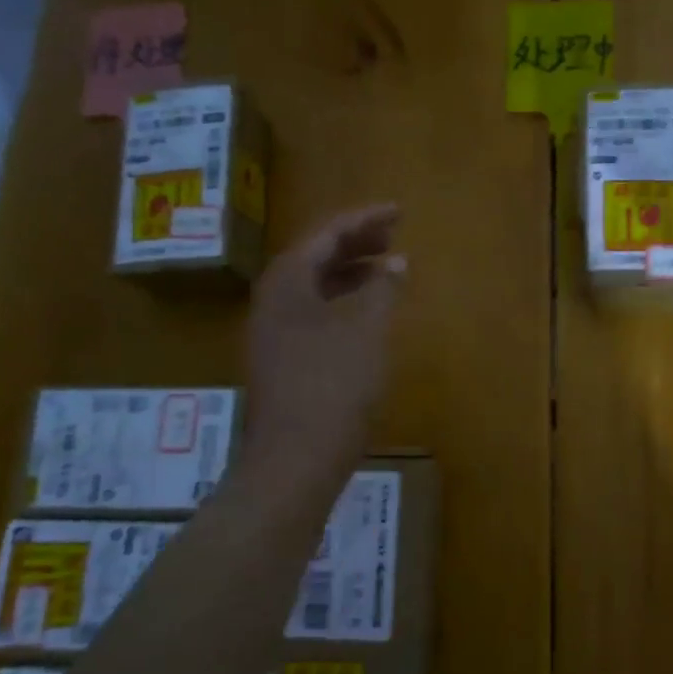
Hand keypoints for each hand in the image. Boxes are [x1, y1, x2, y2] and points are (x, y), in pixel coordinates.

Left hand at [245, 205, 404, 465]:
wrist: (293, 460)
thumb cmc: (333, 389)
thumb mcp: (367, 333)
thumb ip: (382, 290)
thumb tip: (395, 263)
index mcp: (288, 281)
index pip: (327, 233)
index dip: (365, 218)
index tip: (399, 212)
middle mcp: (272, 299)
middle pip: (315, 255)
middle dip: (355, 242)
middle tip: (394, 236)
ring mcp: (272, 331)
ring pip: (313, 286)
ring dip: (349, 273)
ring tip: (386, 270)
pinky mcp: (281, 359)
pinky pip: (312, 313)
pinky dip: (341, 303)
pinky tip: (365, 315)